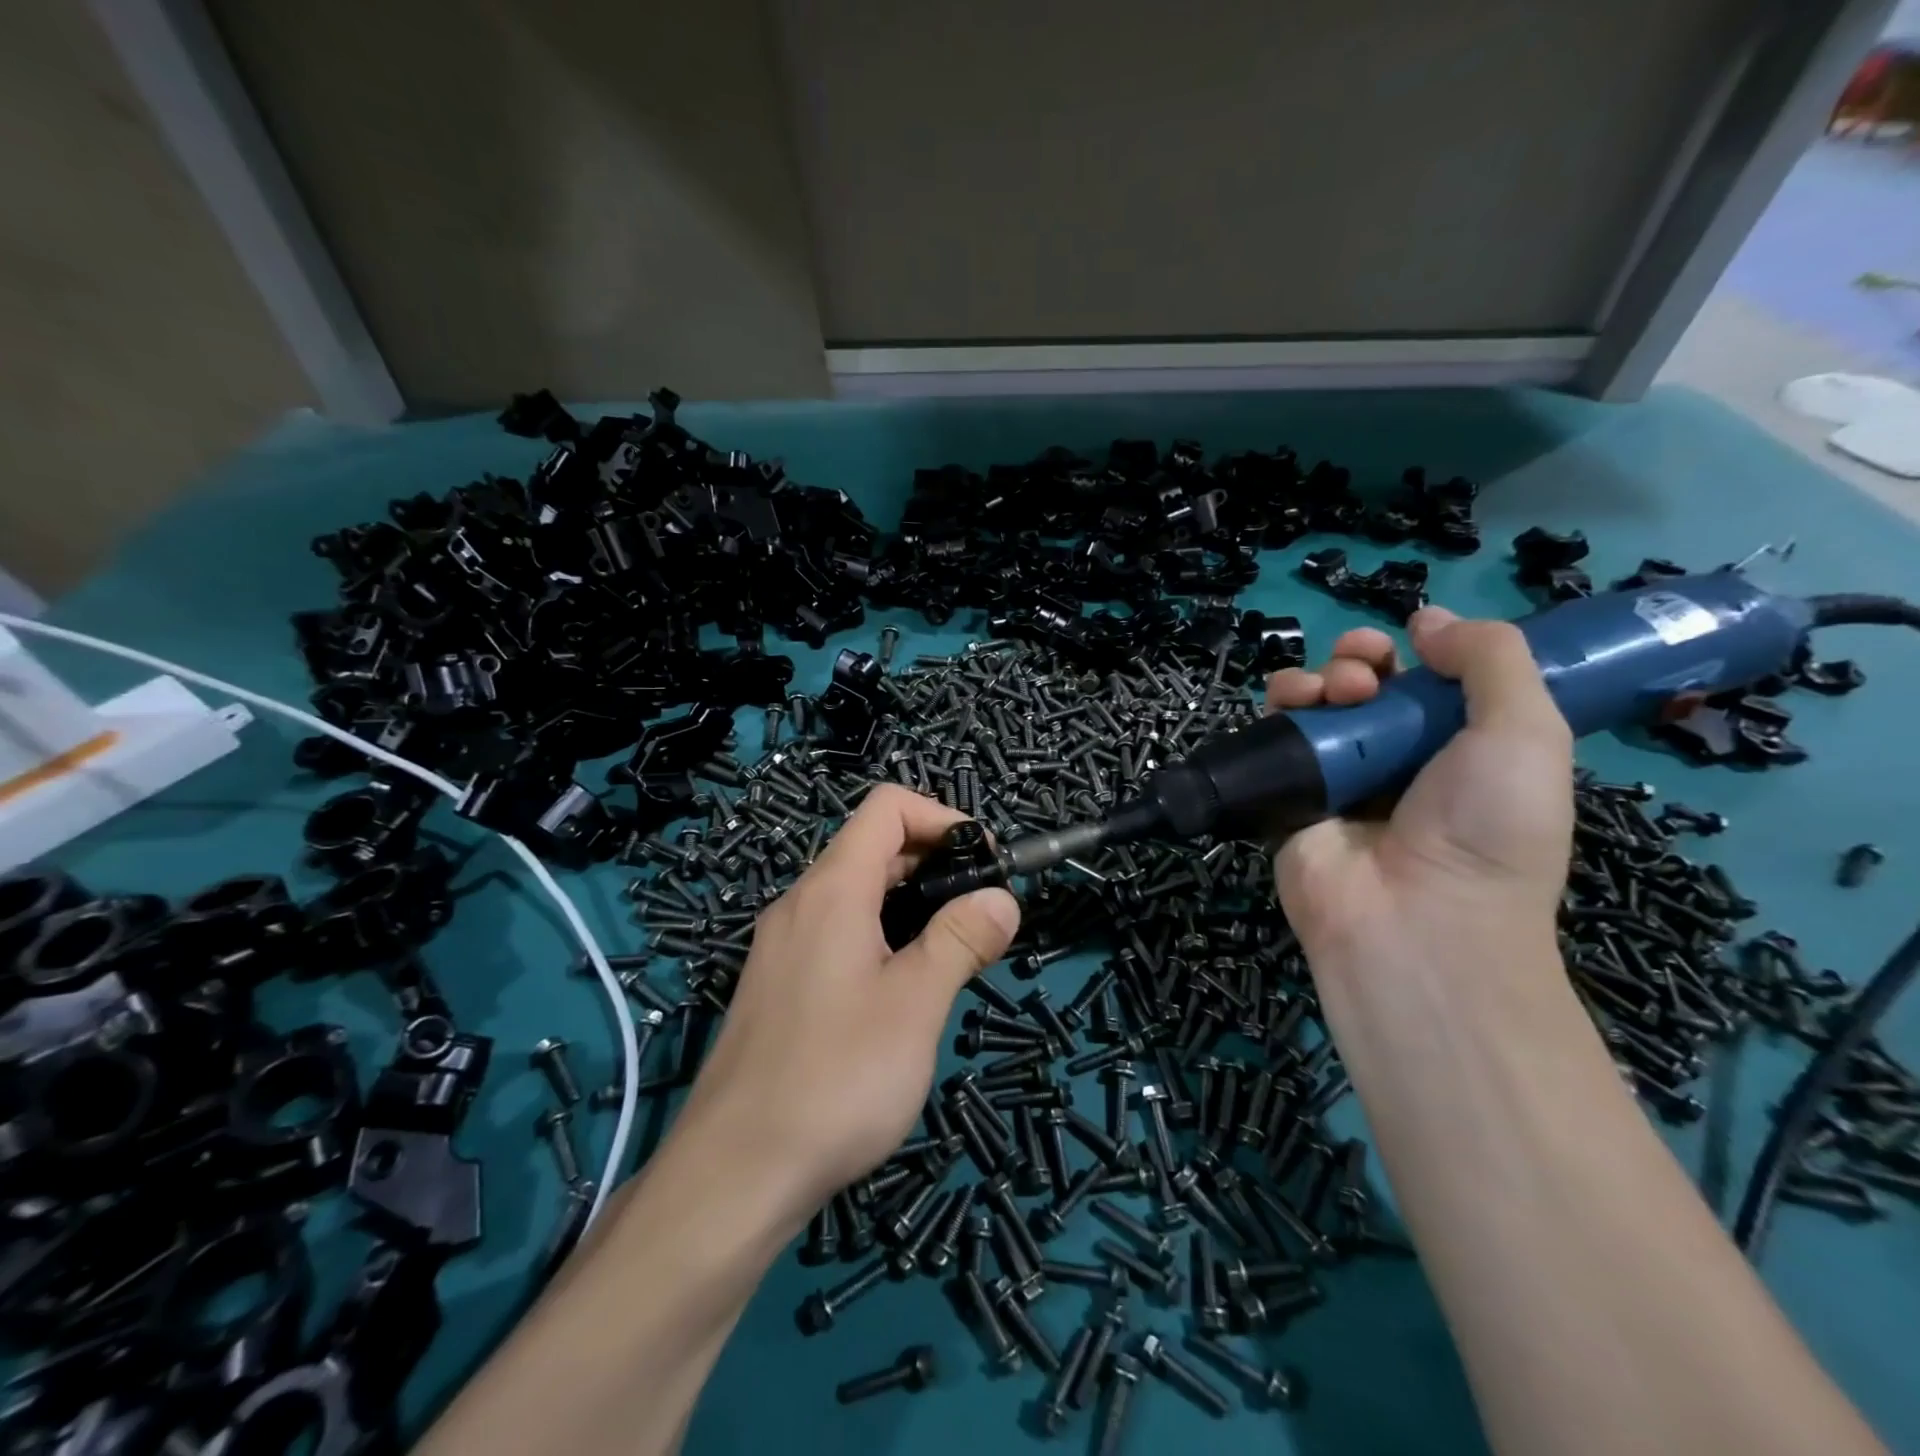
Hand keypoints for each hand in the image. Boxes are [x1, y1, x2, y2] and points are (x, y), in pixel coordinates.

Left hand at [670, 786, 1020, 1226]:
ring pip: (856, 895)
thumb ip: (960, 939)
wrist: (734, 1175)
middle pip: (873, 848)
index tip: (986, 862)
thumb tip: (1001, 897)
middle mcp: (800, 904)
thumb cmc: (836, 1078)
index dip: (943, 819)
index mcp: (832, 889)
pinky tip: (902, 992)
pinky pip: (837, 934)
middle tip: (980, 914)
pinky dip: (881, 937)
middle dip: (935, 864)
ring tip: (952, 954)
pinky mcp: (777, 986)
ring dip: (911, 905)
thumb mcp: (916, 1004)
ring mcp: (782, 946)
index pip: (887, 808)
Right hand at [1266, 607, 1573, 975]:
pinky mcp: (1290, 791)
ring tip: (1332, 692)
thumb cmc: (1487, 827)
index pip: (1430, 682)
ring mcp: (1340, 776)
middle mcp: (1398, 758)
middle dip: (1361, 658)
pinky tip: (1291, 702)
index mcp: (1462, 748)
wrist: (1414, 919)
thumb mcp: (1527, 732)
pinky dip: (1281, 706)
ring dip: (1320, 676)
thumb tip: (1429, 619)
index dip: (1421, 651)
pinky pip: (1277, 736)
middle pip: (1367, 685)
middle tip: (1365, 672)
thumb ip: (1492, 659)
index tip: (1414, 640)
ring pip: (1318, 703)